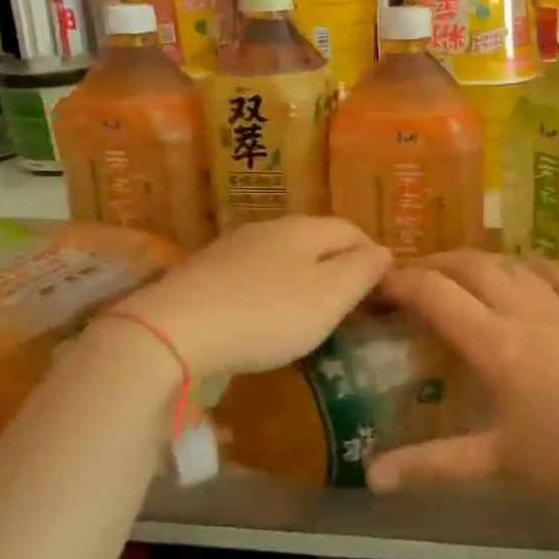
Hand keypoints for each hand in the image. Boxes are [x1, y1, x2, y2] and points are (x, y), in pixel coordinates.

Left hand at [108, 217, 391, 377]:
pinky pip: (253, 273)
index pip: (351, 229)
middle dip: (338, 263)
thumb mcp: (330, 296)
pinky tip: (265, 314)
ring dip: (303, 276)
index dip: (372, 254)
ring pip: (282, 255)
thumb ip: (362, 271)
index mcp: (304, 229)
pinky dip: (271, 288)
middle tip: (350, 299)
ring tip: (311, 308)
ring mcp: (232, 248)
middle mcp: (269, 228)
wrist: (176, 329)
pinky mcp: (205, 272)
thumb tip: (383, 252)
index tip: (382, 285)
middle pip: (316, 238)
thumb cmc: (268, 314)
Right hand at [365, 251, 558, 519]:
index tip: (377, 282)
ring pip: (512, 265)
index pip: (437, 295)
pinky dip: (529, 266)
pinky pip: (556, 276)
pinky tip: (524, 272)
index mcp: (497, 344)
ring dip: (477, 260)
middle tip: (408, 275)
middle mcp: (527, 313)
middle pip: (472, 267)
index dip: (402, 282)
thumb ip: (434, 465)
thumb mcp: (500, 465)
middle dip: (434, 263)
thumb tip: (373, 479)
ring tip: (456, 272)